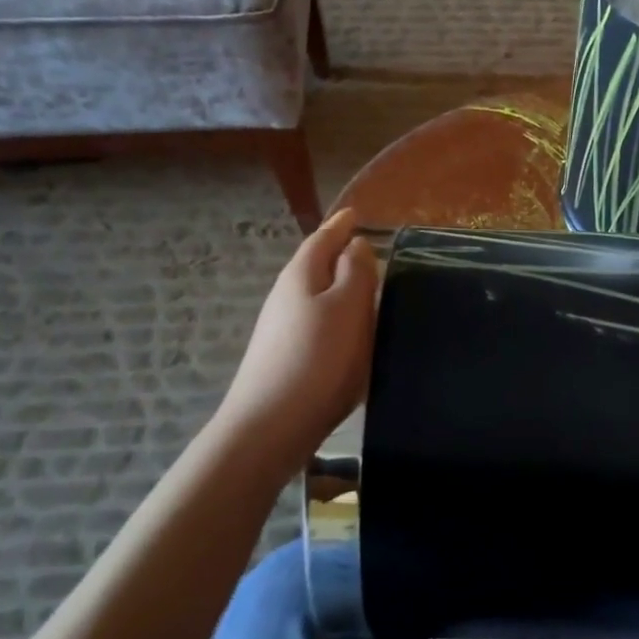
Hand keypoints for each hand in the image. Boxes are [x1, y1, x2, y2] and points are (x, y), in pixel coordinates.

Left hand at [217, 209, 377, 450]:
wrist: (271, 425)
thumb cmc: (318, 358)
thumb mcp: (348, 307)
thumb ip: (356, 272)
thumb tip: (355, 244)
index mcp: (301, 276)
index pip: (322, 239)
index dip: (340, 225)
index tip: (356, 213)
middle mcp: (285, 297)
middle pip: (314, 266)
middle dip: (338, 255)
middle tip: (367, 249)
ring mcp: (281, 329)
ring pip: (314, 296)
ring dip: (337, 288)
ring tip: (364, 290)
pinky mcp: (285, 358)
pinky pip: (315, 323)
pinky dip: (333, 317)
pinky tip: (347, 333)